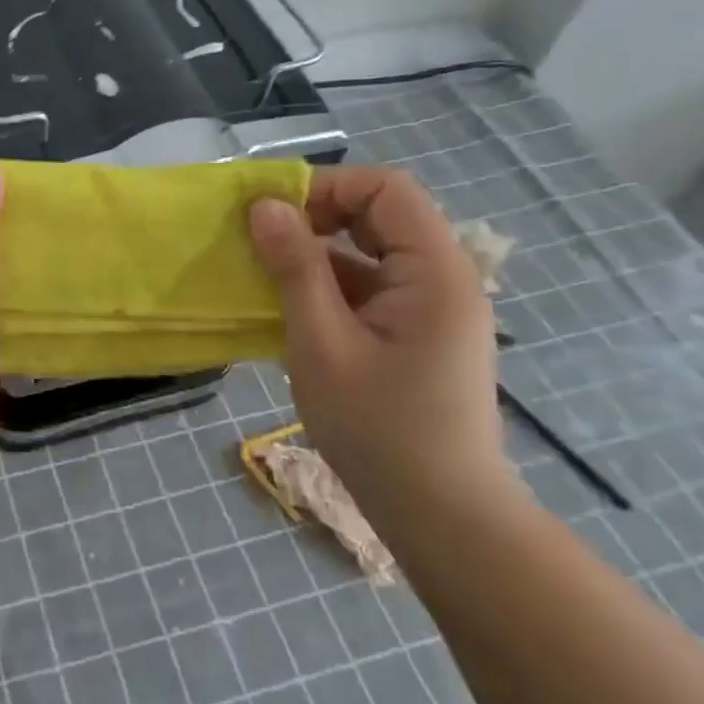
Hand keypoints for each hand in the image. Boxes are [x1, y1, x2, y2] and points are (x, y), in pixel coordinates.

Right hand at [248, 166, 508, 513]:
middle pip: (379, 215)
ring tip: (264, 275)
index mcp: (434, 271)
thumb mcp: (322, 343)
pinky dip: (328, 287)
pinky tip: (289, 310)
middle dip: (316, 217)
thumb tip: (265, 205)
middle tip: (261, 241)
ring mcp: (431, 308)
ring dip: (316, 255)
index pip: (386, 189)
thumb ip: (295, 268)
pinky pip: (370, 288)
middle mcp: (442, 278)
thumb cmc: (379, 428)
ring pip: (370, 253)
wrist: (442, 516)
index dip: (327, 187)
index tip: (271, 213)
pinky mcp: (417, 334)